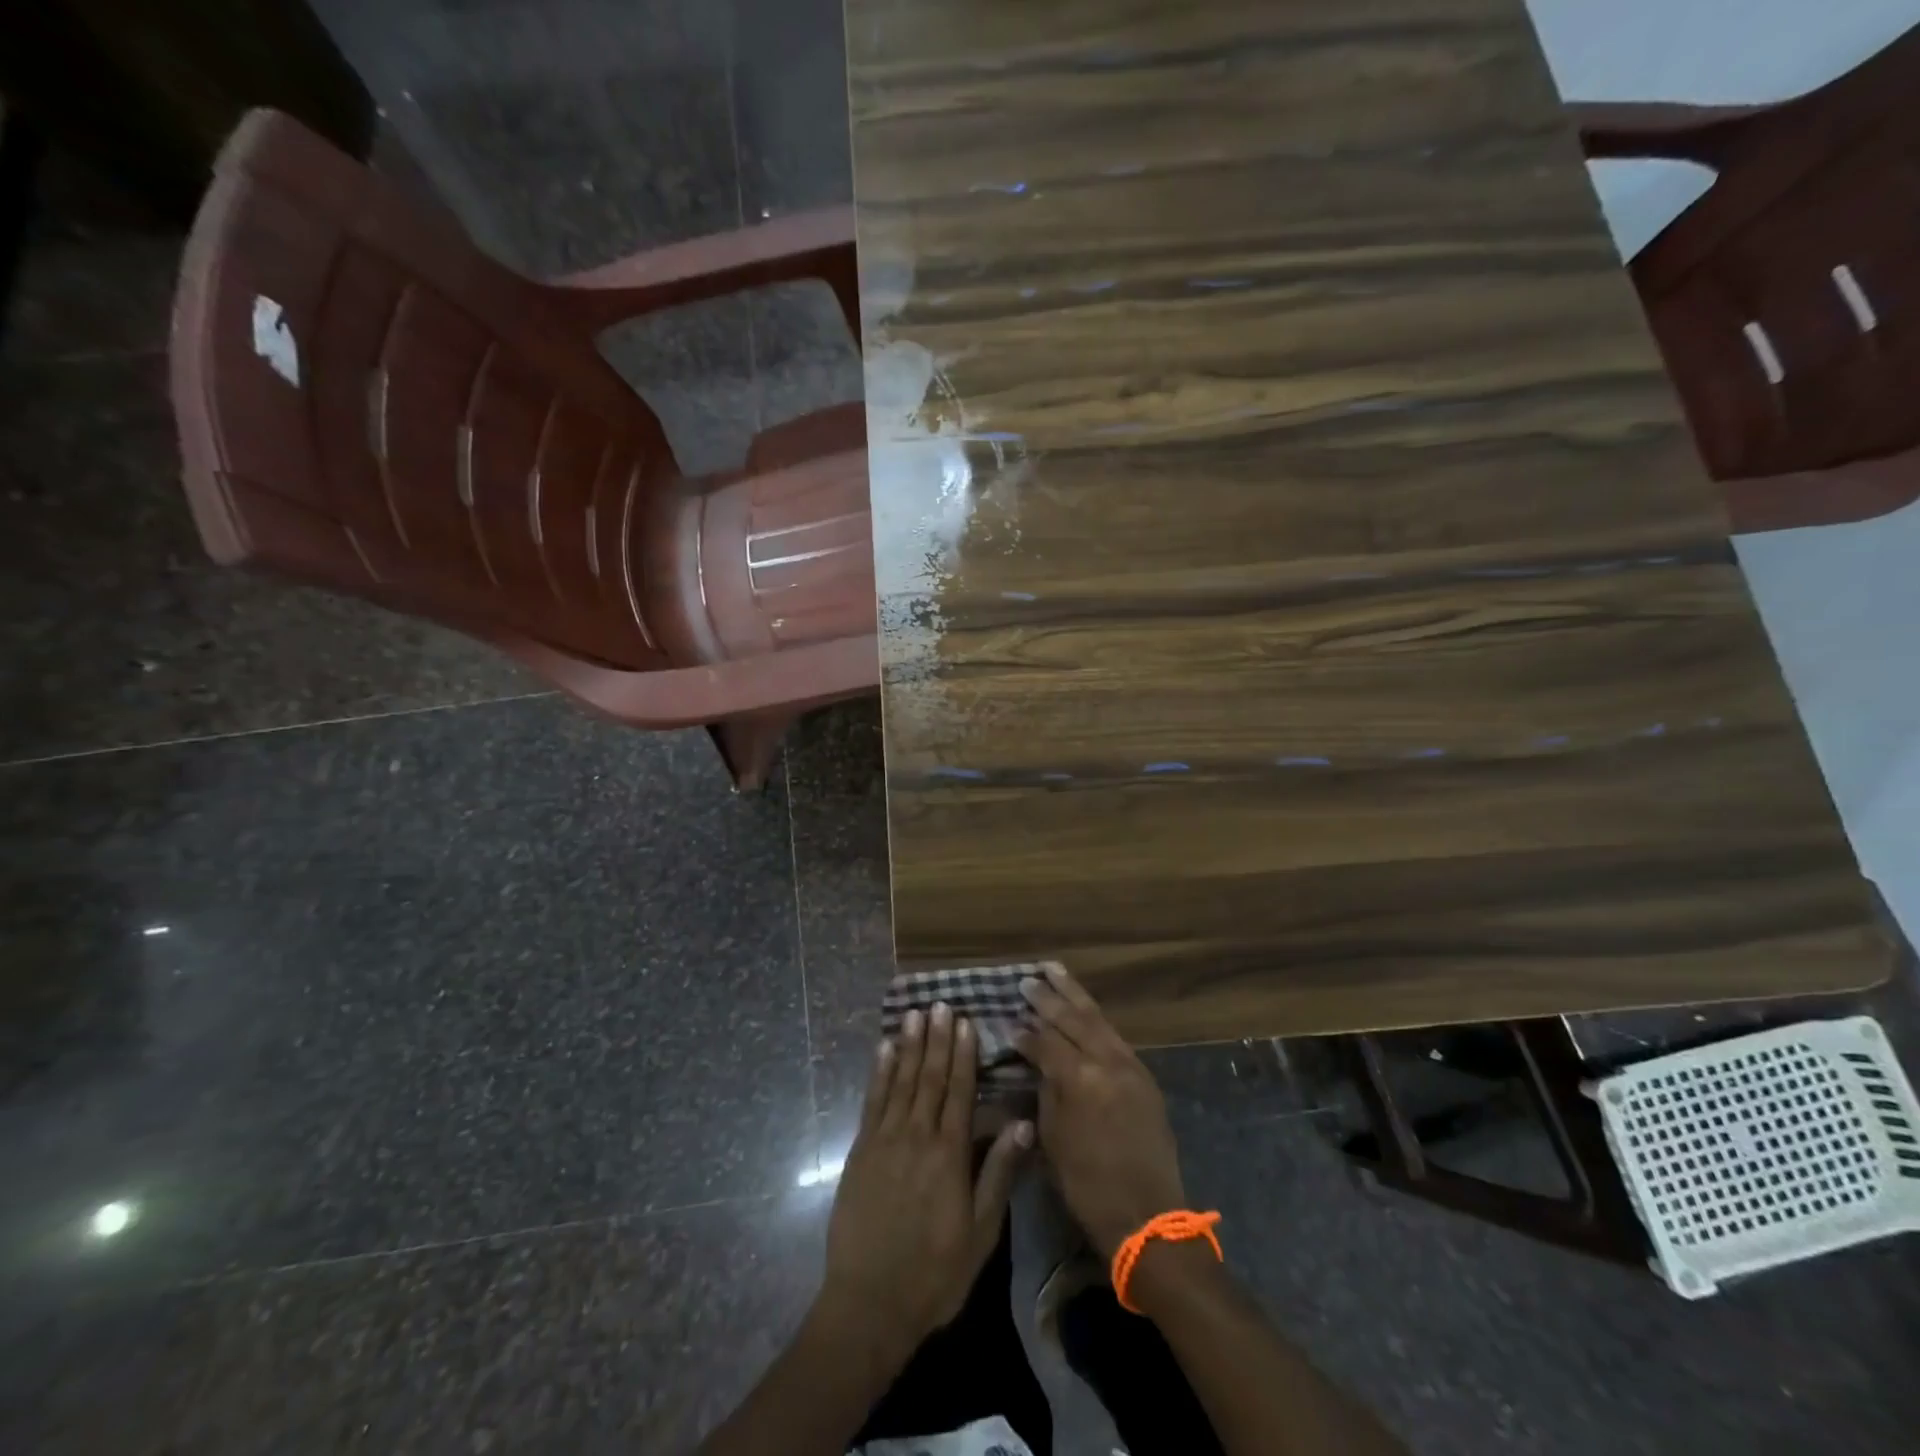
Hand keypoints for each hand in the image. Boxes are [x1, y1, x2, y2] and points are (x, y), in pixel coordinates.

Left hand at [820, 1003, 1031, 1357]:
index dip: (963, 1054)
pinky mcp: (861, 1151)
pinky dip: (879, 1072)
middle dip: (936, 1038)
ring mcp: (884, 1140)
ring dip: (908, 1045)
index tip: (965, 1021)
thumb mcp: (981, 1232)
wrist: (870, 1302)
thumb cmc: (935, 1272)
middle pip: (929, 1077)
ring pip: (900, 1081)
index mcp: (949, 1154)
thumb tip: (1022, 1122)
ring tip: (914, 1014)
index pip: (959, 1091)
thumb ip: (999, 1173)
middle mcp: (917, 1136)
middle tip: (940, 1003)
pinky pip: (872, 1101)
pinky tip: (883, 1050)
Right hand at [1016, 963, 1186, 1258]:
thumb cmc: (1088, 1185)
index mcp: (1079, 1079)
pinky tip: (1083, 1007)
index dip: (1024, 1033)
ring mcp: (1129, 1065)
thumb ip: (1046, 1091)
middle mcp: (1106, 1062)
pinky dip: (1095, 1017)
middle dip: (1047, 998)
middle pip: (1072, 1018)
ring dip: (1074, 994)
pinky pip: (1113, 1035)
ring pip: (1097, 1018)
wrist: (1148, 1215)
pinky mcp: (1143, 1074)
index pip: (1045, 1042)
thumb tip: (1037, 1063)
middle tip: (1027, 980)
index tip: (1007, 1021)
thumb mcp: (1052, 1139)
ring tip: (1054, 971)